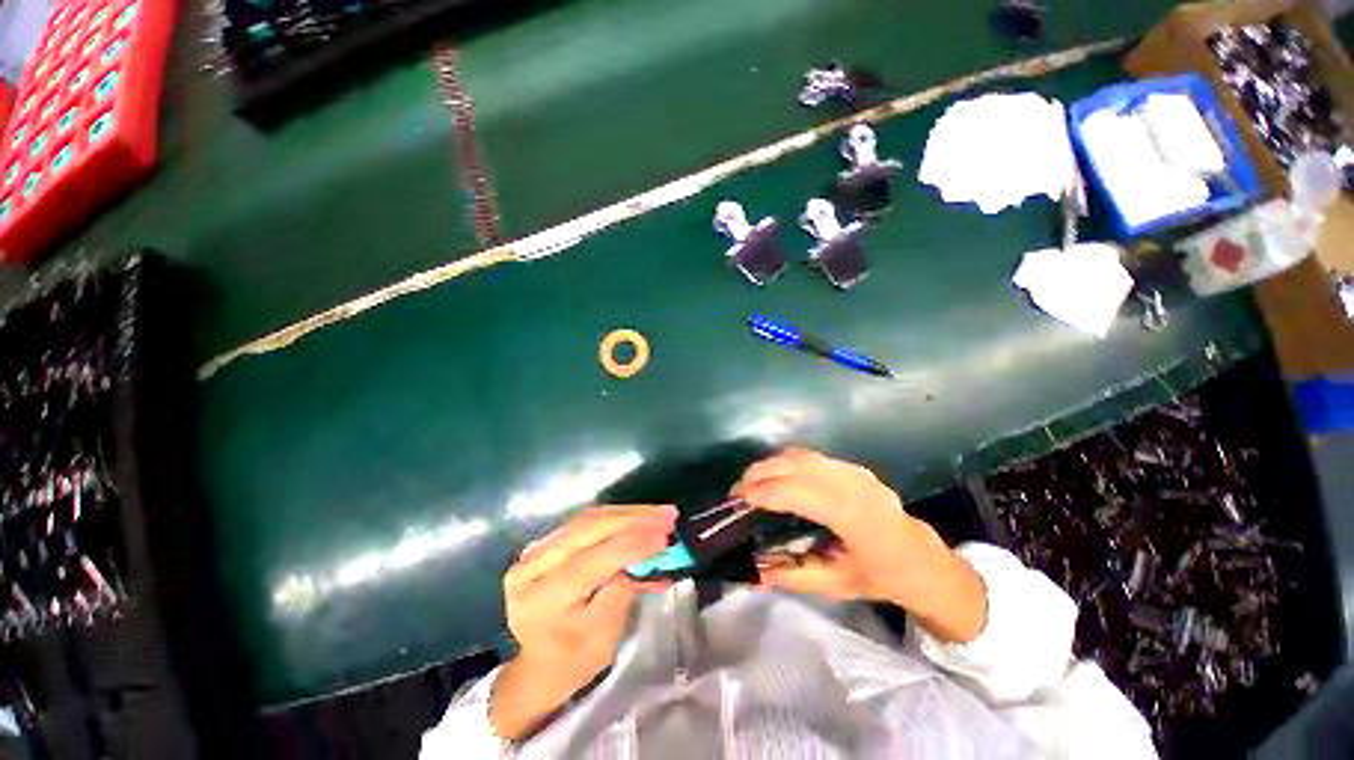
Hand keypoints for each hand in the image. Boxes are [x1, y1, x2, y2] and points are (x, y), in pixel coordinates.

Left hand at [490, 505, 675, 739]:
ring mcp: (534, 549)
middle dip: (634, 519)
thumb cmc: (572, 660)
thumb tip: (643, 554)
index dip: (630, 544)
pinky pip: (585, 521)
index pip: (589, 562)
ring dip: (628, 513)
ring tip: (659, 512)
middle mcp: (530, 567)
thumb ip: (619, 593)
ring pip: (588, 519)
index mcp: (540, 602)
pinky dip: (616, 516)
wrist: (536, 664)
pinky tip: (638, 515)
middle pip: (587, 530)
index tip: (665, 534)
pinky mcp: (545, 541)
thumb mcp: (602, 639)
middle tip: (668, 514)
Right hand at [732, 448, 985, 642]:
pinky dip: (787, 462)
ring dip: (771, 464)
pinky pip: (812, 457)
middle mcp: (852, 484)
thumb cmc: (881, 577)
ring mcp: (854, 471)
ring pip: (802, 456)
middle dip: (760, 473)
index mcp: (852, 516)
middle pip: (795, 466)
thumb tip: (753, 571)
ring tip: (751, 481)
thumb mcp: (836, 585)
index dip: (763, 493)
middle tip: (737, 490)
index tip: (737, 500)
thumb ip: (792, 575)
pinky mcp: (853, 467)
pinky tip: (775, 475)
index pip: (796, 493)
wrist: (923, 560)